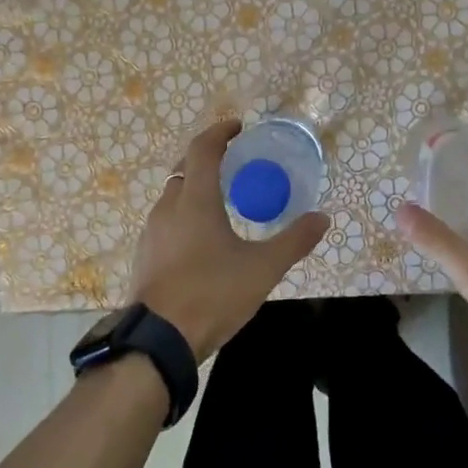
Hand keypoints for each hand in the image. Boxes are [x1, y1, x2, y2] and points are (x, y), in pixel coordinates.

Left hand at [129, 119, 329, 361]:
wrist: (159, 340)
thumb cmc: (212, 294)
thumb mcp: (262, 269)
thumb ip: (293, 241)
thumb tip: (322, 218)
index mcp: (195, 200)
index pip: (203, 149)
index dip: (220, 133)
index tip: (238, 128)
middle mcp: (168, 207)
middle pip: (184, 169)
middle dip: (207, 159)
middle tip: (233, 163)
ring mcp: (152, 231)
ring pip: (173, 196)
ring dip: (194, 188)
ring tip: (220, 200)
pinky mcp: (145, 254)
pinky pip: (166, 221)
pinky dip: (184, 214)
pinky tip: (200, 238)